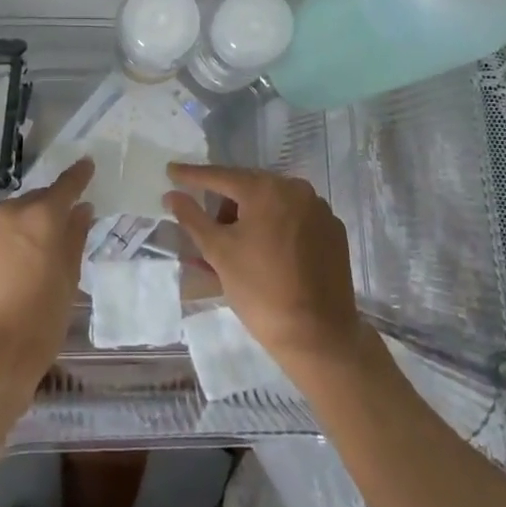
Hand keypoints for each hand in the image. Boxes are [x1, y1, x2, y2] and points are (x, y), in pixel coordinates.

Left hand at [0, 158, 94, 389]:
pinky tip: (15, 269)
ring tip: (39, 252)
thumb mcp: (68, 279)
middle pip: (36, 201)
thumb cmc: (40, 319)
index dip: (79, 176)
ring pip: (13, 219)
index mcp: (40, 216)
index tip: (87, 166)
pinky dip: (9, 244)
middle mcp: (10, 213)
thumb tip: (81, 210)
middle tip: (65, 225)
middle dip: (50, 209)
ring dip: (27, 227)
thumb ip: (74, 238)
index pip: (65, 185)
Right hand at [164, 164, 368, 377]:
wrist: (318, 336)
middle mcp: (297, 189)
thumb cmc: (260, 290)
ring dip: (250, 217)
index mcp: (267, 189)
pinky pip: (295, 219)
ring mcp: (320, 210)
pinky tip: (266, 253)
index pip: (221, 176)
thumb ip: (192, 217)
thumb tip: (172, 195)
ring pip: (273, 204)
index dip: (193, 175)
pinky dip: (276, 228)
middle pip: (249, 188)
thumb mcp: (219, 252)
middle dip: (224, 204)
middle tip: (206, 223)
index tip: (171, 170)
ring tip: (235, 247)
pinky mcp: (334, 233)